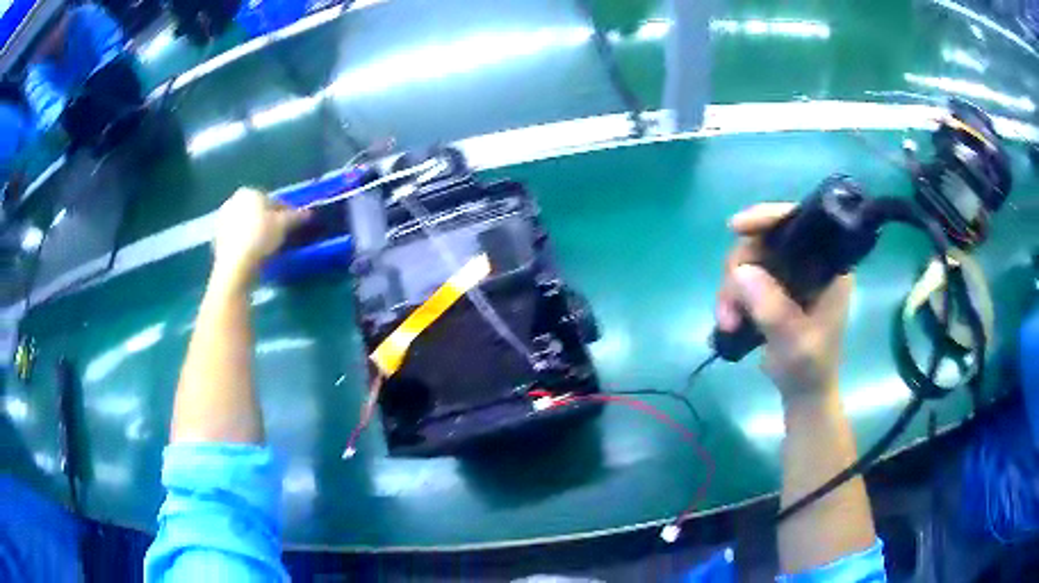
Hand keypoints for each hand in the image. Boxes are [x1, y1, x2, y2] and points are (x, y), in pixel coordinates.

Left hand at [211, 187, 308, 285]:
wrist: (235, 264)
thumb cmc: (260, 238)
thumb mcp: (283, 226)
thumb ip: (296, 217)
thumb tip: (308, 213)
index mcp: (250, 192)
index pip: (273, 201)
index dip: (285, 212)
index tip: (292, 225)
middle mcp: (233, 201)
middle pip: (257, 211)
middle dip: (267, 220)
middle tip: (279, 235)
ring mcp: (222, 219)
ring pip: (246, 224)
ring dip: (256, 231)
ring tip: (267, 247)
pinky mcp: (217, 238)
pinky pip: (237, 237)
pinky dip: (245, 242)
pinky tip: (253, 254)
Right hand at [715, 203, 852, 400]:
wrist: (803, 391)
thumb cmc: (809, 367)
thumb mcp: (795, 342)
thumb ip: (773, 308)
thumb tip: (740, 272)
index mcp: (828, 266)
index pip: (800, 223)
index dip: (769, 218)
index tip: (738, 227)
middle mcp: (808, 262)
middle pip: (764, 240)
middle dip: (739, 270)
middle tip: (728, 310)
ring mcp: (789, 274)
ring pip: (748, 260)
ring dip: (731, 289)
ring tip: (727, 323)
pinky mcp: (773, 287)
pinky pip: (744, 277)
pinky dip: (731, 296)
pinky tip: (728, 321)